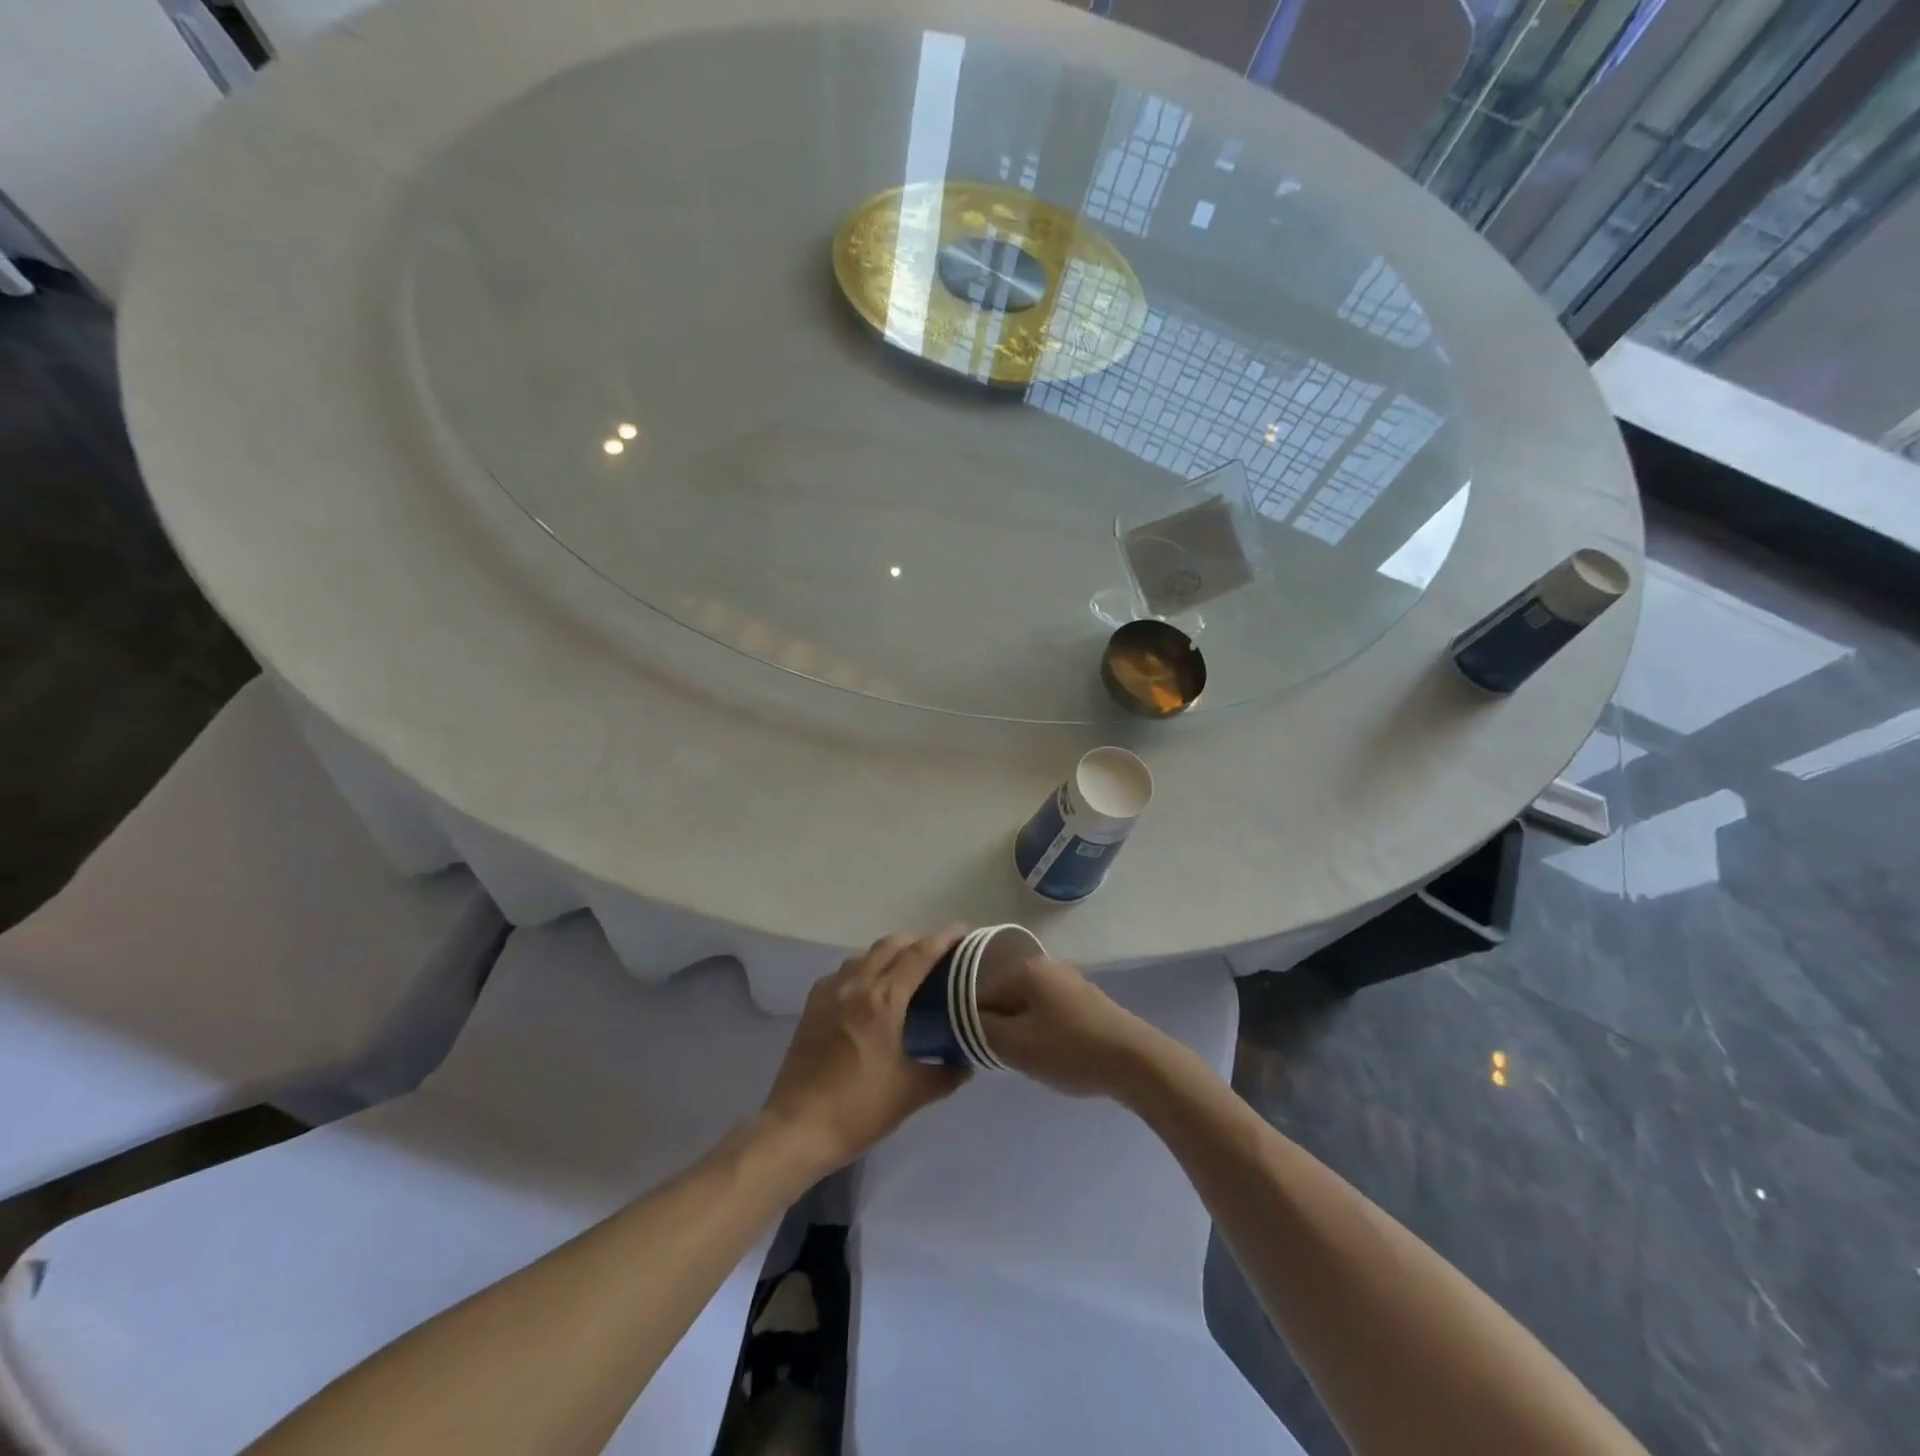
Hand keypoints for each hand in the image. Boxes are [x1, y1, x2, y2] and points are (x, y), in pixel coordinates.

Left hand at [758, 928, 969, 1177]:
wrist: (797, 1128)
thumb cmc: (858, 1109)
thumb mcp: (910, 1094)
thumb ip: (945, 1074)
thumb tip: (965, 1064)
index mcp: (884, 1000)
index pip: (919, 954)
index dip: (943, 939)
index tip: (962, 932)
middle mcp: (856, 985)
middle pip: (890, 945)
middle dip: (916, 942)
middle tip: (938, 954)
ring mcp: (829, 992)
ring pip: (864, 955)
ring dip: (887, 954)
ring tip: (904, 972)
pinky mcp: (812, 1005)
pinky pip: (842, 973)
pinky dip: (862, 970)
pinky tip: (867, 992)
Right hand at [976, 956, 1163, 1098]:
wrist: (1134, 1060)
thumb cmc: (1069, 1049)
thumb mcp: (1015, 1045)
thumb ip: (981, 1029)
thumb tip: (963, 1019)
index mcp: (1024, 969)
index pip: (979, 992)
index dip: (971, 1022)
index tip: (977, 1050)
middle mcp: (1045, 965)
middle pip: (1004, 997)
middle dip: (999, 1026)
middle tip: (1003, 1057)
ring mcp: (1068, 980)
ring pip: (1027, 1006)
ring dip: (1021, 1030)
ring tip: (1027, 1059)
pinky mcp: (1085, 999)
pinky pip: (1049, 1011)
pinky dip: (1042, 1030)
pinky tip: (1051, 1053)